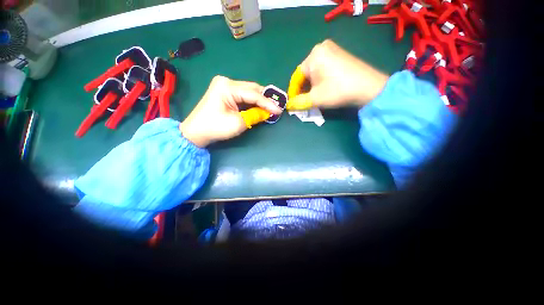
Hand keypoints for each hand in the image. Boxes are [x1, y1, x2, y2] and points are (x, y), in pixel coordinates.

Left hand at [179, 76, 281, 147]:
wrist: (196, 132)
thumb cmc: (215, 128)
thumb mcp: (238, 123)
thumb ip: (255, 115)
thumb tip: (267, 113)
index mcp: (227, 87)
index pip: (253, 94)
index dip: (268, 103)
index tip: (279, 110)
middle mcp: (226, 82)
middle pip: (252, 89)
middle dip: (265, 99)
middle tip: (277, 106)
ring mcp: (225, 86)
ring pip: (249, 91)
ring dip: (260, 100)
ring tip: (271, 107)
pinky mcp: (225, 92)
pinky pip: (243, 95)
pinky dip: (252, 101)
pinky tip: (260, 106)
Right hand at [287, 39, 389, 110]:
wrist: (369, 88)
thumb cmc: (337, 91)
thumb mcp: (315, 98)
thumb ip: (298, 102)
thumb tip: (289, 106)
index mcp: (313, 55)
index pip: (297, 77)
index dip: (293, 92)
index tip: (293, 103)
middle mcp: (321, 48)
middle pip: (306, 73)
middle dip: (304, 88)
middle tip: (304, 101)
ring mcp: (333, 49)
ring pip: (315, 71)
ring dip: (312, 85)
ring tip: (314, 96)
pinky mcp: (340, 54)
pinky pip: (324, 68)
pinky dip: (321, 79)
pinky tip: (323, 88)